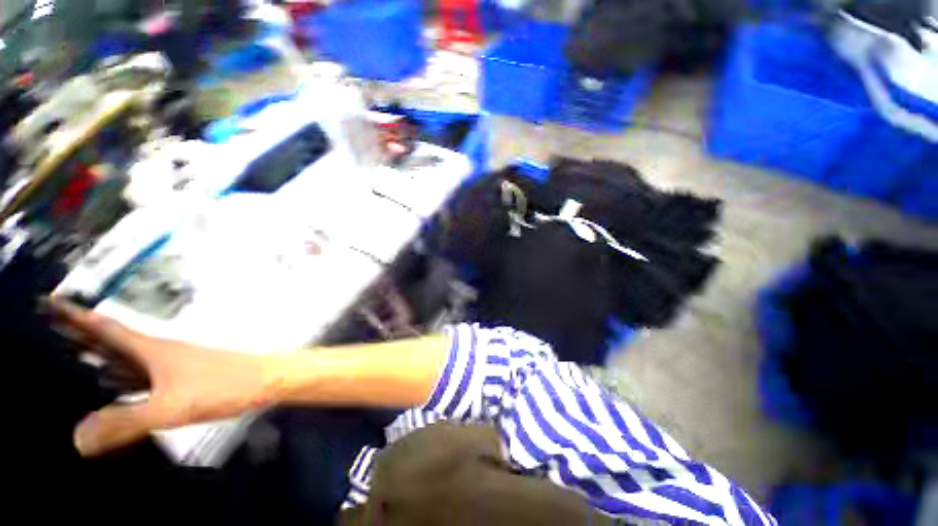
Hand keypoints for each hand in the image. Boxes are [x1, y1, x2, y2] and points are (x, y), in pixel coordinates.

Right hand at [48, 297, 272, 456]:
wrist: (268, 380)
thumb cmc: (224, 386)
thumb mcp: (170, 406)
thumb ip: (125, 422)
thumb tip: (77, 438)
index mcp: (150, 349)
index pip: (103, 327)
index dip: (73, 315)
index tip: (47, 302)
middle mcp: (157, 353)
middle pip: (109, 341)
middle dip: (76, 335)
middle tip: (44, 329)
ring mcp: (170, 366)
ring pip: (123, 360)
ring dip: (96, 358)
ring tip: (66, 360)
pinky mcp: (182, 380)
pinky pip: (140, 379)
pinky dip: (119, 381)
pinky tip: (110, 390)